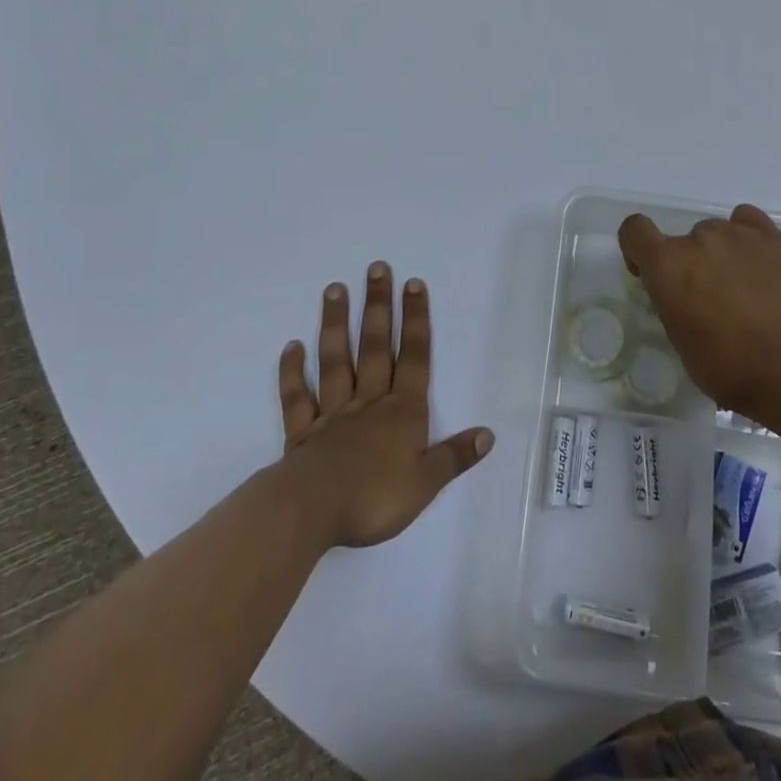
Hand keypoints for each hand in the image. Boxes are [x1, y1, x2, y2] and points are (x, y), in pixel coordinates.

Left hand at [275, 261, 493, 548]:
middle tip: (377, 268)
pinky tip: (291, 346)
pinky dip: (293, 371)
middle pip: (375, 346)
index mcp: (402, 411)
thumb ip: (455, 456)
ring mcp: (333, 413)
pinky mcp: (302, 432)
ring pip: (336, 360)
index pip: (414, 357)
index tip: (413, 284)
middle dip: (378, 306)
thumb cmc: (374, 498)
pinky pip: (297, 397)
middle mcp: (369, 402)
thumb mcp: (426, 483)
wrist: (312, 512)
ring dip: (336, 324)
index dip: (416, 320)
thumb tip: (488, 434)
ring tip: (334, 289)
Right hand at [618, 204, 780, 419]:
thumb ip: (672, 303)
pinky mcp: (773, 238)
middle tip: (710, 299)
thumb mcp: (681, 342)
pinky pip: (747, 221)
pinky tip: (758, 264)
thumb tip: (683, 294)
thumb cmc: (731, 369)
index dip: (637, 249)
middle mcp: (698, 239)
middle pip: (683, 239)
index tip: (650, 274)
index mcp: (667, 266)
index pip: (634, 230)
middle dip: (689, 264)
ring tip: (745, 289)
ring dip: (720, 255)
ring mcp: (738, 234)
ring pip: (716, 233)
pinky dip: (746, 238)